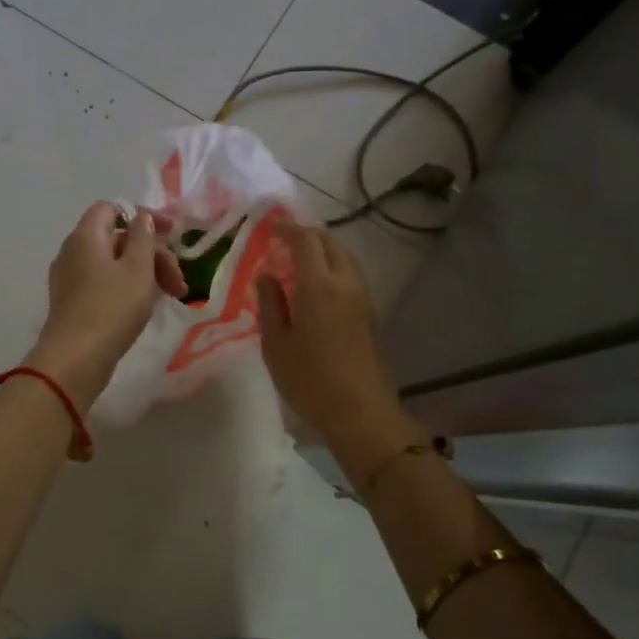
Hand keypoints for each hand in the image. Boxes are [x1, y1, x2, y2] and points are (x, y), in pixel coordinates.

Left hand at [26, 202, 186, 409]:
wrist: (74, 360)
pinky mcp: (73, 303)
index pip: (112, 208)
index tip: (172, 235)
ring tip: (170, 297)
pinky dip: (128, 288)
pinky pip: (104, 283)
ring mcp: (70, 279)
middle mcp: (73, 251)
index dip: (143, 217)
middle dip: (153, 254)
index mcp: (86, 236)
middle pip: (117, 238)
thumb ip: (143, 237)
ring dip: (144, 273)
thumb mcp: (137, 269)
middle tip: (178, 283)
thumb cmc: (111, 309)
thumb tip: (140, 217)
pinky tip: (146, 307)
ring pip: (113, 264)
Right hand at [258, 223, 423, 466]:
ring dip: (323, 249)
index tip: (270, 226)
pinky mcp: (371, 312)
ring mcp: (363, 297)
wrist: (361, 413)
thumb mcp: (276, 345)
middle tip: (283, 239)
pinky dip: (333, 266)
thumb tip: (268, 276)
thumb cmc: (310, 381)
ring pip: (345, 256)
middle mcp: (346, 283)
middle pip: (330, 241)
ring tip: (299, 260)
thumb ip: (270, 304)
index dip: (287, 228)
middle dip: (307, 234)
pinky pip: (351, 274)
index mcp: (319, 286)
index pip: (305, 240)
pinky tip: (317, 284)